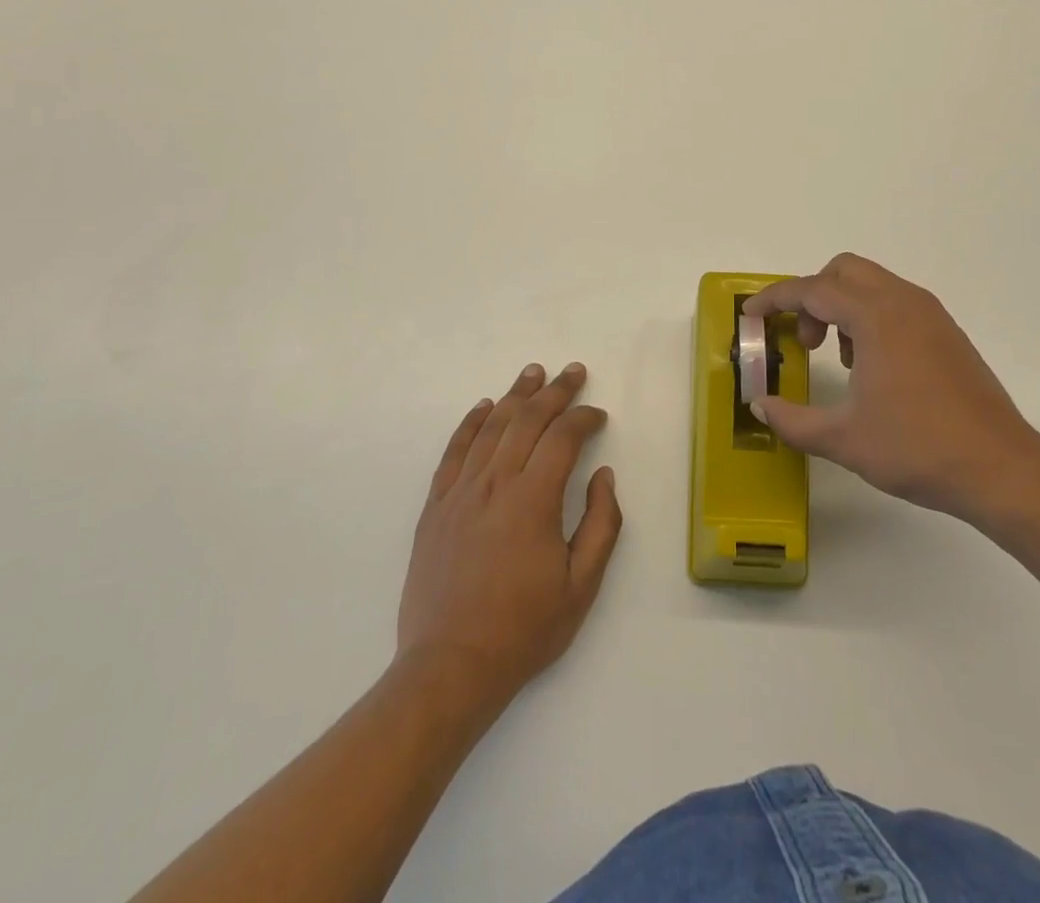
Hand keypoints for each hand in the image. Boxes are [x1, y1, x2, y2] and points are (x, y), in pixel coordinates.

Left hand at [396, 362, 622, 707]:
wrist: (450, 666)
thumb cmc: (523, 629)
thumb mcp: (581, 586)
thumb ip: (601, 525)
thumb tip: (604, 477)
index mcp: (533, 500)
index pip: (563, 438)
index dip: (584, 419)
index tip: (598, 416)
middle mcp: (495, 483)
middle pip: (527, 421)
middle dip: (555, 392)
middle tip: (573, 372)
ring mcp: (460, 492)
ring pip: (491, 428)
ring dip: (515, 396)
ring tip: (533, 373)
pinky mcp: (435, 507)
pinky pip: (454, 452)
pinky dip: (470, 424)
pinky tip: (483, 407)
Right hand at [745, 254, 1039, 528]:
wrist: (1001, 468)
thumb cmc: (917, 448)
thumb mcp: (843, 439)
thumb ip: (792, 420)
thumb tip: (760, 406)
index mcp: (876, 317)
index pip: (812, 290)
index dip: (775, 298)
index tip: (751, 314)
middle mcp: (903, 302)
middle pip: (843, 271)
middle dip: (812, 296)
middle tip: (805, 341)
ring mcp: (930, 315)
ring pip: (872, 284)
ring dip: (842, 307)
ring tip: (841, 360)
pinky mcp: (947, 332)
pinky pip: (895, 303)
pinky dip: (870, 317)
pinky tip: (872, 367)